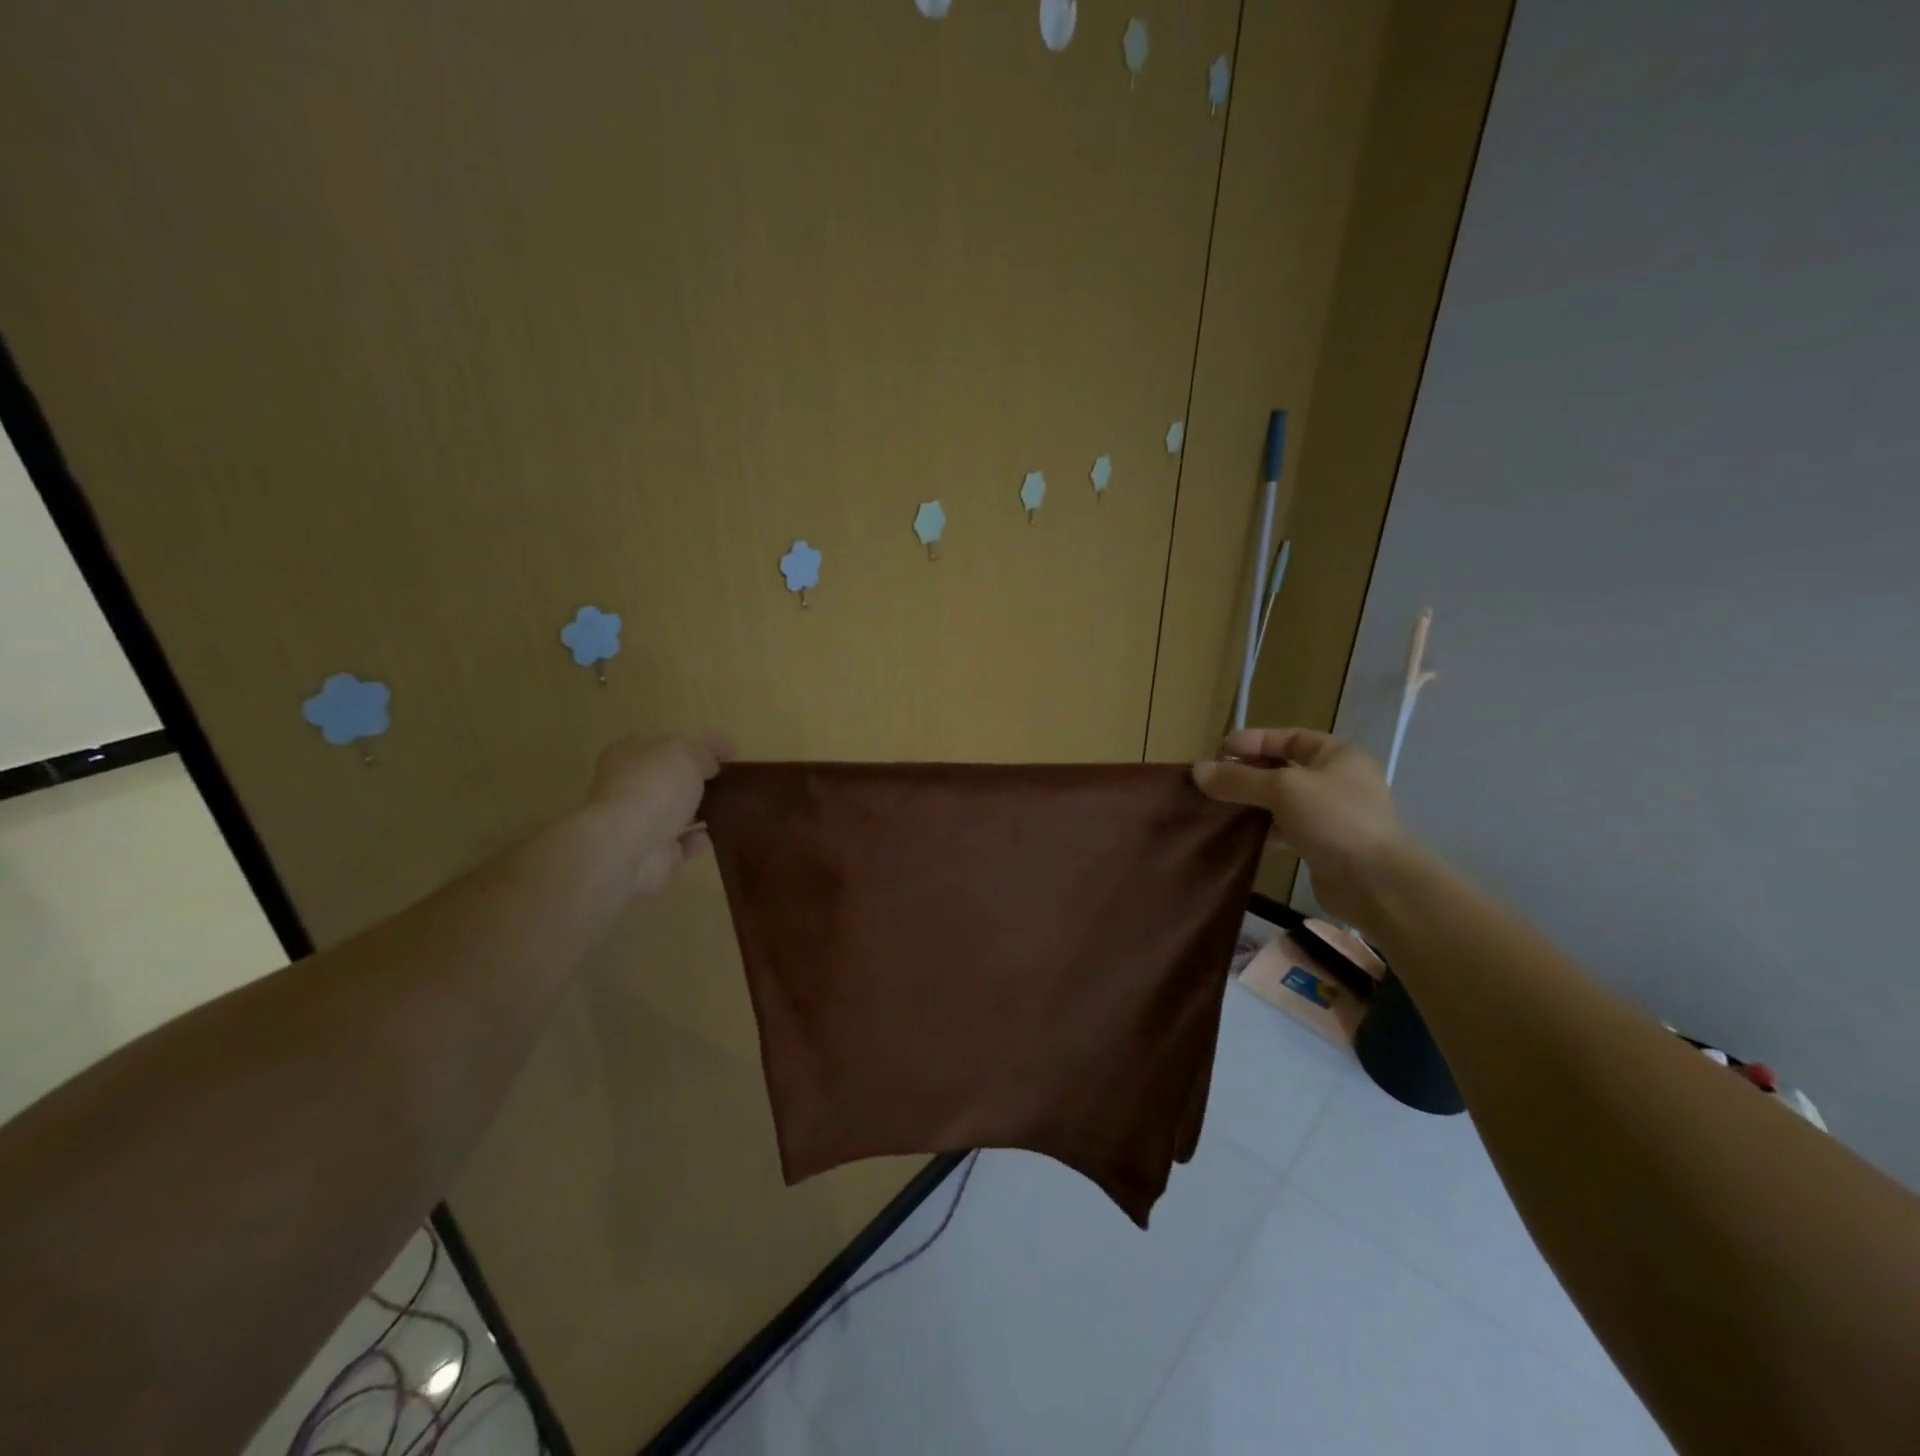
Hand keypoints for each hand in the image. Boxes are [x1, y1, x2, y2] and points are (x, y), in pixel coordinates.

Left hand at [587, 734, 732, 893]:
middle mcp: (630, 786)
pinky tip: (714, 834)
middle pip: (671, 779)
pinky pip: (681, 844)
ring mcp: (639, 822)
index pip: (668, 744)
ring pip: (676, 812)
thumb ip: (703, 754)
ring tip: (732, 807)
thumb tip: (712, 765)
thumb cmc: (654, 787)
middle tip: (732, 781)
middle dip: (699, 780)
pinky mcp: (652, 854)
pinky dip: (697, 840)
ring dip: (699, 811)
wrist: (628, 846)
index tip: (731, 752)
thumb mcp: (686, 754)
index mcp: (631, 754)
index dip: (700, 745)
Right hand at [1193, 727, 1404, 927]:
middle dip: (1248, 772)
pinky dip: (1263, 827)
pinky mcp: (1323, 844)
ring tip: (1218, 805)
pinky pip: (1286, 827)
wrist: (1375, 882)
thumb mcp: (1282, 789)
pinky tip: (1239, 833)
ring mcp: (1332, 813)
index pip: (1288, 737)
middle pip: (1283, 768)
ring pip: (1282, 800)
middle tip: (1213, 780)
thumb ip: (1238, 779)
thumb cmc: (1333, 819)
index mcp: (1337, 755)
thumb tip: (1197, 771)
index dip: (1253, 741)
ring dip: (1252, 801)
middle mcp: (1337, 780)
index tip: (1219, 751)